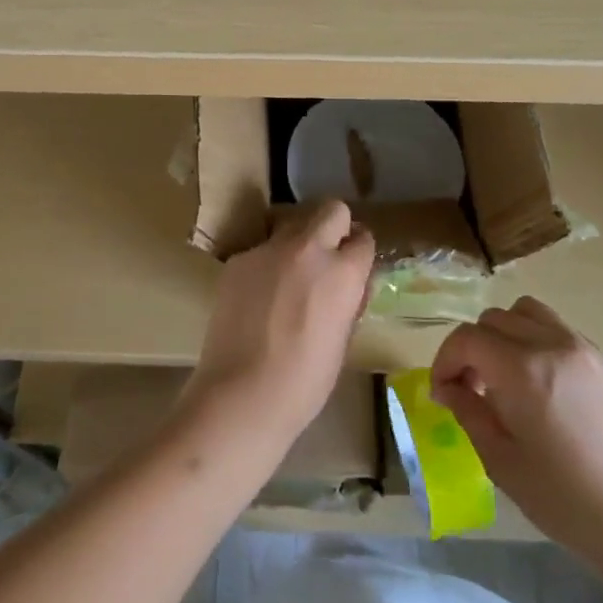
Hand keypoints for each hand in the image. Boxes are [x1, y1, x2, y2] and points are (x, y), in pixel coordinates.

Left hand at [181, 200, 375, 457]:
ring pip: (292, 226)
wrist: (242, 393)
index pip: (364, 238)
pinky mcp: (239, 259)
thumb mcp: (343, 338)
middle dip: (335, 226)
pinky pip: (262, 251)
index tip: (353, 266)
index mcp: (343, 272)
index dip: (359, 252)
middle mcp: (308, 249)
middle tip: (327, 257)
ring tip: (289, 279)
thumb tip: (346, 284)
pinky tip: (259, 298)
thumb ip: (347, 299)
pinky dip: (267, 266)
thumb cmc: (305, 381)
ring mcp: (268, 250)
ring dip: (298, 244)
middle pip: (331, 209)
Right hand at [430, 295, 602, 573]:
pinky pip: (560, 332)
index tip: (442, 393)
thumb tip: (449, 389)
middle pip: (495, 319)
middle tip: (472, 389)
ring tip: (507, 377)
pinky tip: (546, 389)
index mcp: (523, 371)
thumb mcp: (502, 463)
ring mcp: (586, 350)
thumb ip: (469, 414)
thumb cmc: (569, 503)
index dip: (445, 361)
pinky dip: (538, 344)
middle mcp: (553, 345)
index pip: (467, 338)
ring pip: (529, 313)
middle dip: (473, 348)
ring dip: (506, 335)